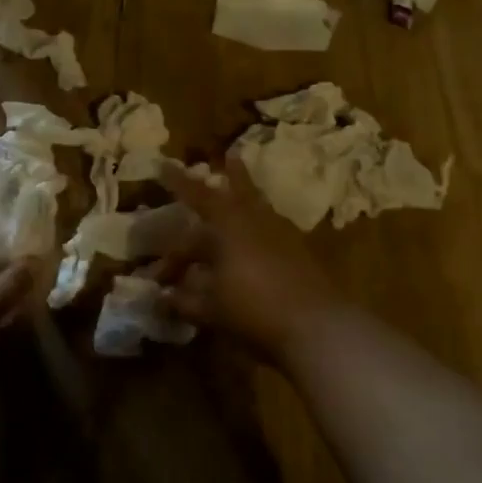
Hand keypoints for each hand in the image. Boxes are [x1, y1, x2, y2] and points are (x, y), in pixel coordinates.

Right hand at [157, 157, 346, 364]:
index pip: (196, 195)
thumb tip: (164, 297)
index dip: (178, 182)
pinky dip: (260, 231)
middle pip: (241, 191)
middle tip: (231, 156)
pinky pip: (273, 232)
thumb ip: (184, 300)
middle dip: (233, 175)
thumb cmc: (252, 308)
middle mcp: (256, 221)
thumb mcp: (209, 308)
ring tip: (244, 195)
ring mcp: (283, 236)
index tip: (164, 164)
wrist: (317, 326)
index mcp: (227, 224)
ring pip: (260, 209)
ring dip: (249, 200)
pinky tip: (257, 245)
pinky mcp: (301, 255)